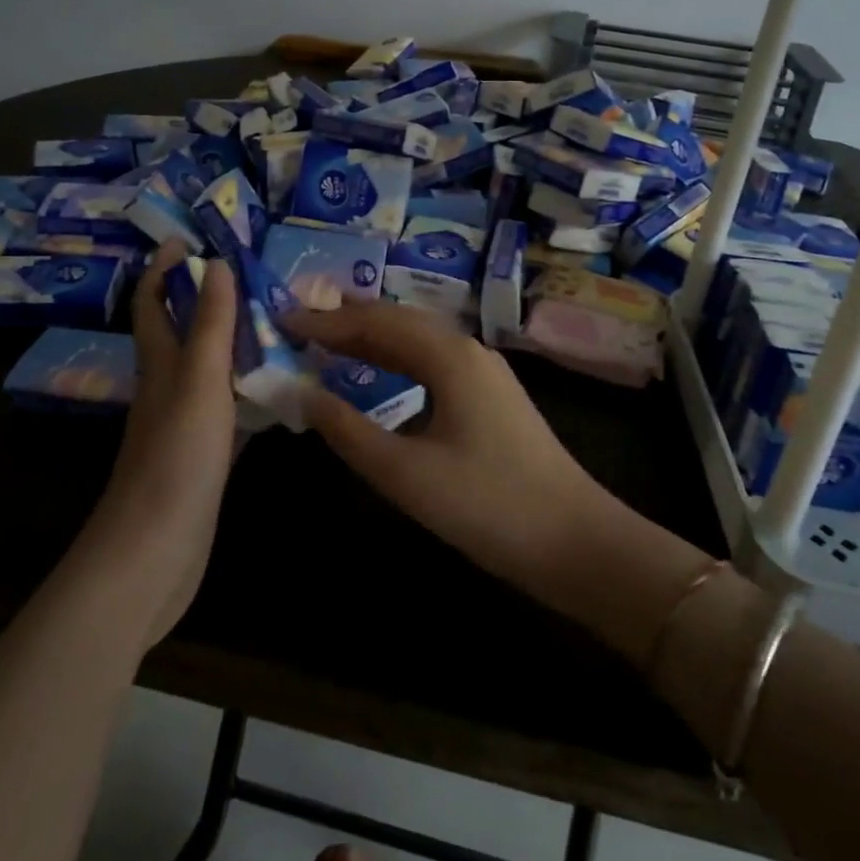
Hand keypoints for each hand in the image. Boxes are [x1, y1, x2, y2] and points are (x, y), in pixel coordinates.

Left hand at [84, 240, 238, 647]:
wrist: (152, 555)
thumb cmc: (175, 460)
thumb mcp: (198, 383)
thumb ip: (210, 325)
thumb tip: (216, 264)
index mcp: (160, 365)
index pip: (154, 304)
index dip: (163, 269)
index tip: (186, 238)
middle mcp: (168, 388)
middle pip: (182, 332)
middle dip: (204, 298)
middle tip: (251, 275)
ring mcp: (185, 424)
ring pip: (208, 368)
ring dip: (232, 341)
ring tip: (274, 319)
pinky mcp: (204, 456)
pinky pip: (229, 407)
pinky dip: (249, 388)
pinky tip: (278, 388)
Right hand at [291, 303, 712, 662]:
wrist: (576, 541)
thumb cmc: (487, 505)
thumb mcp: (405, 473)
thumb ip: (348, 429)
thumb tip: (301, 391)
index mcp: (449, 356)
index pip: (376, 322)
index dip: (327, 321)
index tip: (284, 319)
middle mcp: (468, 350)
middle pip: (399, 321)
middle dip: (349, 321)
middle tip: (300, 325)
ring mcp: (484, 372)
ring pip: (418, 341)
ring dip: (373, 339)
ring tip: (329, 343)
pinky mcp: (491, 397)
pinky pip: (433, 363)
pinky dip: (397, 361)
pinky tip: (381, 377)